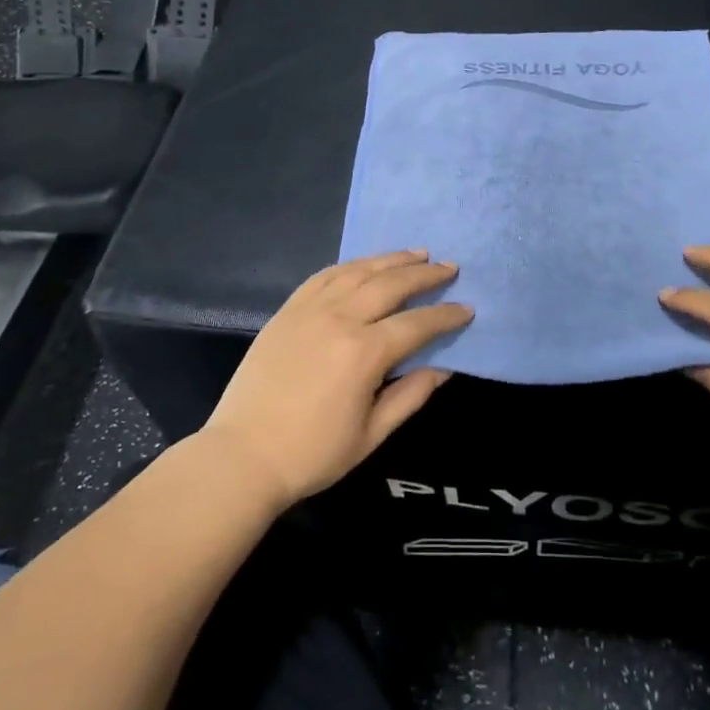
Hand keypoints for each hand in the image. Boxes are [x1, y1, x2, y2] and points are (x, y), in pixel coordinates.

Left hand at [201, 251, 472, 508]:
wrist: (242, 456)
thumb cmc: (312, 454)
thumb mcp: (371, 435)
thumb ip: (410, 396)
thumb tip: (442, 367)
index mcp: (364, 353)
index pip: (416, 324)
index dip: (445, 315)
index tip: (467, 308)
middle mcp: (339, 320)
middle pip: (390, 284)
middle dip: (424, 275)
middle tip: (449, 267)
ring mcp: (309, 310)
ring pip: (357, 271)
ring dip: (390, 259)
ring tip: (416, 253)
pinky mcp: (287, 311)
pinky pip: (323, 276)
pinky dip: (350, 265)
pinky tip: (364, 264)